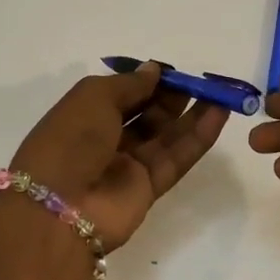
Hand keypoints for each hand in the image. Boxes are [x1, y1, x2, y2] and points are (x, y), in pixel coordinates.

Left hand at [9, 62, 228, 251]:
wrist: (59, 207)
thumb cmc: (69, 140)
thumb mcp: (93, 97)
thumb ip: (129, 84)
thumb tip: (155, 71)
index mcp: (84, 115)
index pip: (122, 94)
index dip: (146, 81)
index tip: (173, 71)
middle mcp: (106, 139)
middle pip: (146, 114)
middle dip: (171, 97)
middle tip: (199, 82)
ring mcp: (128, 165)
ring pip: (166, 136)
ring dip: (193, 114)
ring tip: (221, 94)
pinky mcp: (148, 188)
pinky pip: (177, 158)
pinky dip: (198, 137)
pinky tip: (219, 115)